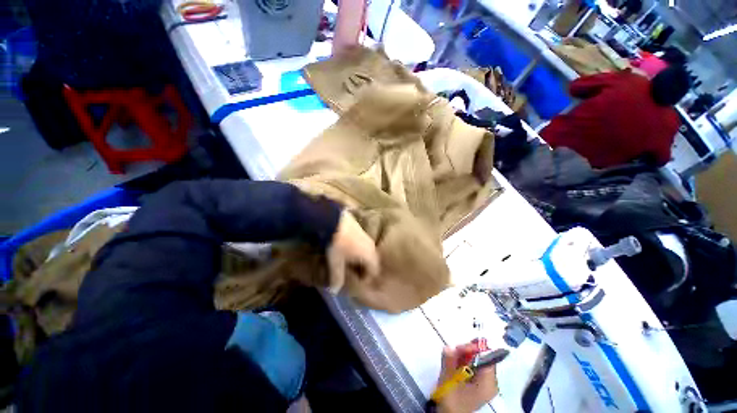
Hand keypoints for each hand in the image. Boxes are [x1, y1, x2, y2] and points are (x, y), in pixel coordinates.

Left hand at [326, 211, 379, 293]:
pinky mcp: (360, 229)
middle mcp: (371, 245)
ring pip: (367, 251)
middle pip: (372, 261)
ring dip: (361, 259)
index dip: (367, 278)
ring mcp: (366, 236)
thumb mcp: (335, 262)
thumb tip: (335, 291)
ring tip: (349, 262)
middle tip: (353, 273)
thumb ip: (337, 277)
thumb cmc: (337, 243)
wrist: (333, 219)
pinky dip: (358, 250)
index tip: (357, 282)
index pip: (374, 270)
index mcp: (369, 255)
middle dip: (364, 269)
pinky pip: (363, 244)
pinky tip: (347, 250)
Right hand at [436, 344, 499, 412]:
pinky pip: (475, 366)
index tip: (460, 347)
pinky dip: (465, 361)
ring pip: (477, 360)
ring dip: (464, 355)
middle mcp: (491, 383)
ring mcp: (486, 383)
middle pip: (482, 358)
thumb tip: (448, 346)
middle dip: (467, 351)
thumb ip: (449, 362)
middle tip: (453, 351)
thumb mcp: (448, 380)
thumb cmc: (452, 400)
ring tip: (452, 357)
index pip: (487, 358)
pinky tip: (455, 363)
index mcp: (487, 383)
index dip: (474, 349)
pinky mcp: (479, 384)